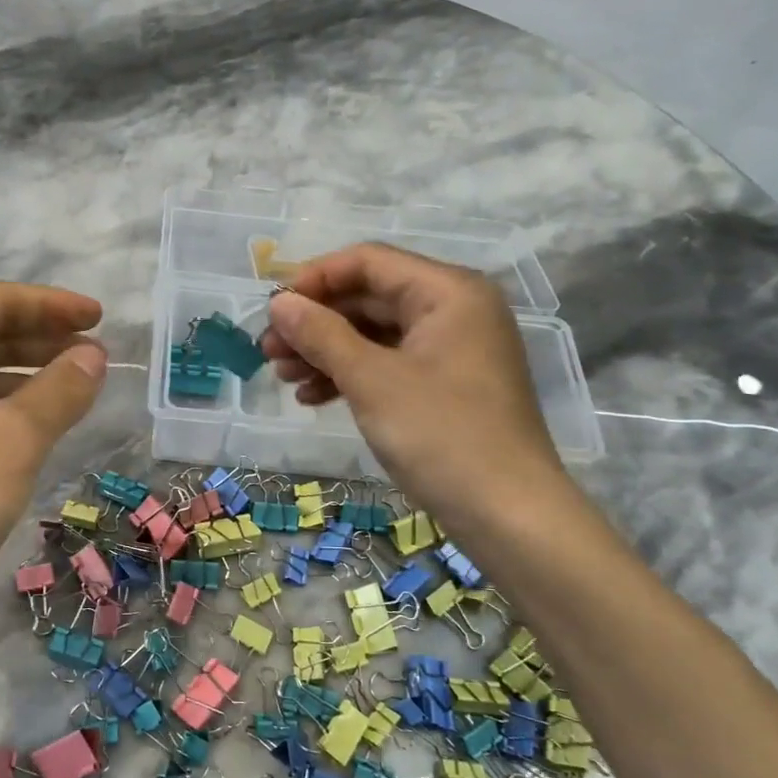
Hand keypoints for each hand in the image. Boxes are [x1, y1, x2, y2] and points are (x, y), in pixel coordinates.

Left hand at [0, 282, 106, 641]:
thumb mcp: (8, 443)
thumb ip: (58, 392)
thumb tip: (92, 355)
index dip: (51, 304)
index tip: (101, 318)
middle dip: (41, 340)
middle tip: (96, 356)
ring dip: (25, 381)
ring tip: (75, 396)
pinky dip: (4, 419)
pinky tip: (33, 441)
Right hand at [262, 244, 567, 531]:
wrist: (508, 516)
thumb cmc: (441, 435)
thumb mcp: (371, 380)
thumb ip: (321, 334)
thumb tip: (279, 302)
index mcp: (448, 291)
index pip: (368, 262)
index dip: (314, 279)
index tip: (273, 310)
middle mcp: (453, 309)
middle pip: (369, 297)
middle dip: (315, 322)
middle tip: (268, 350)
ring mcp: (450, 349)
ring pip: (374, 333)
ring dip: (325, 351)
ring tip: (283, 376)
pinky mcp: (444, 385)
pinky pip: (388, 363)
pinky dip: (350, 375)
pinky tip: (312, 397)